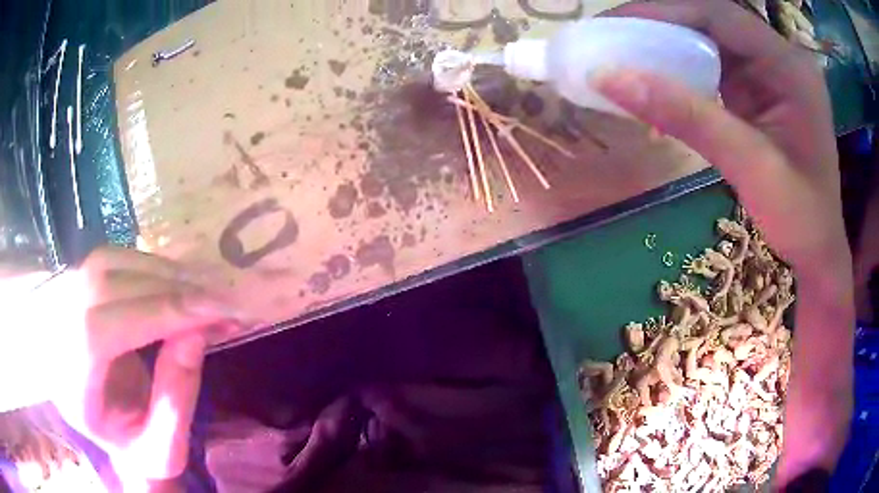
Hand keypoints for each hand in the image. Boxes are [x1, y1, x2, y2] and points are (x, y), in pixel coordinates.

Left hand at [6, 246, 242, 483]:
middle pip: (107, 285)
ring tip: (205, 292)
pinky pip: (112, 259)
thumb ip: (176, 401)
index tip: (216, 312)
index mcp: (69, 381)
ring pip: (110, 263)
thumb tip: (196, 333)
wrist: (100, 424)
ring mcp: (59, 298)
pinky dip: (149, 266)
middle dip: (170, 291)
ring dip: (163, 273)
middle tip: (222, 302)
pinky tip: (177, 283)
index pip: (102, 329)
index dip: (158, 313)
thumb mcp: (161, 449)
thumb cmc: (130, 446)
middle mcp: (55, 328)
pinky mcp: (73, 282)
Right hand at [595, 0, 853, 486]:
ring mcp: (763, 90)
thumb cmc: (805, 247)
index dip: (658, 12)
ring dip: (653, 54)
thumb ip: (692, 120)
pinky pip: (701, 79)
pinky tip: (639, 93)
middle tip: (596, 45)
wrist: (816, 293)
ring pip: (699, 51)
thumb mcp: (758, 178)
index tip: (606, 29)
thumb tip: (613, 78)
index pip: (714, 14)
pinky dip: (666, 80)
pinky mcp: (748, 115)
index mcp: (789, 71)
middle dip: (648, 28)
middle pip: (702, 25)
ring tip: (607, 64)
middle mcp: (776, 70)